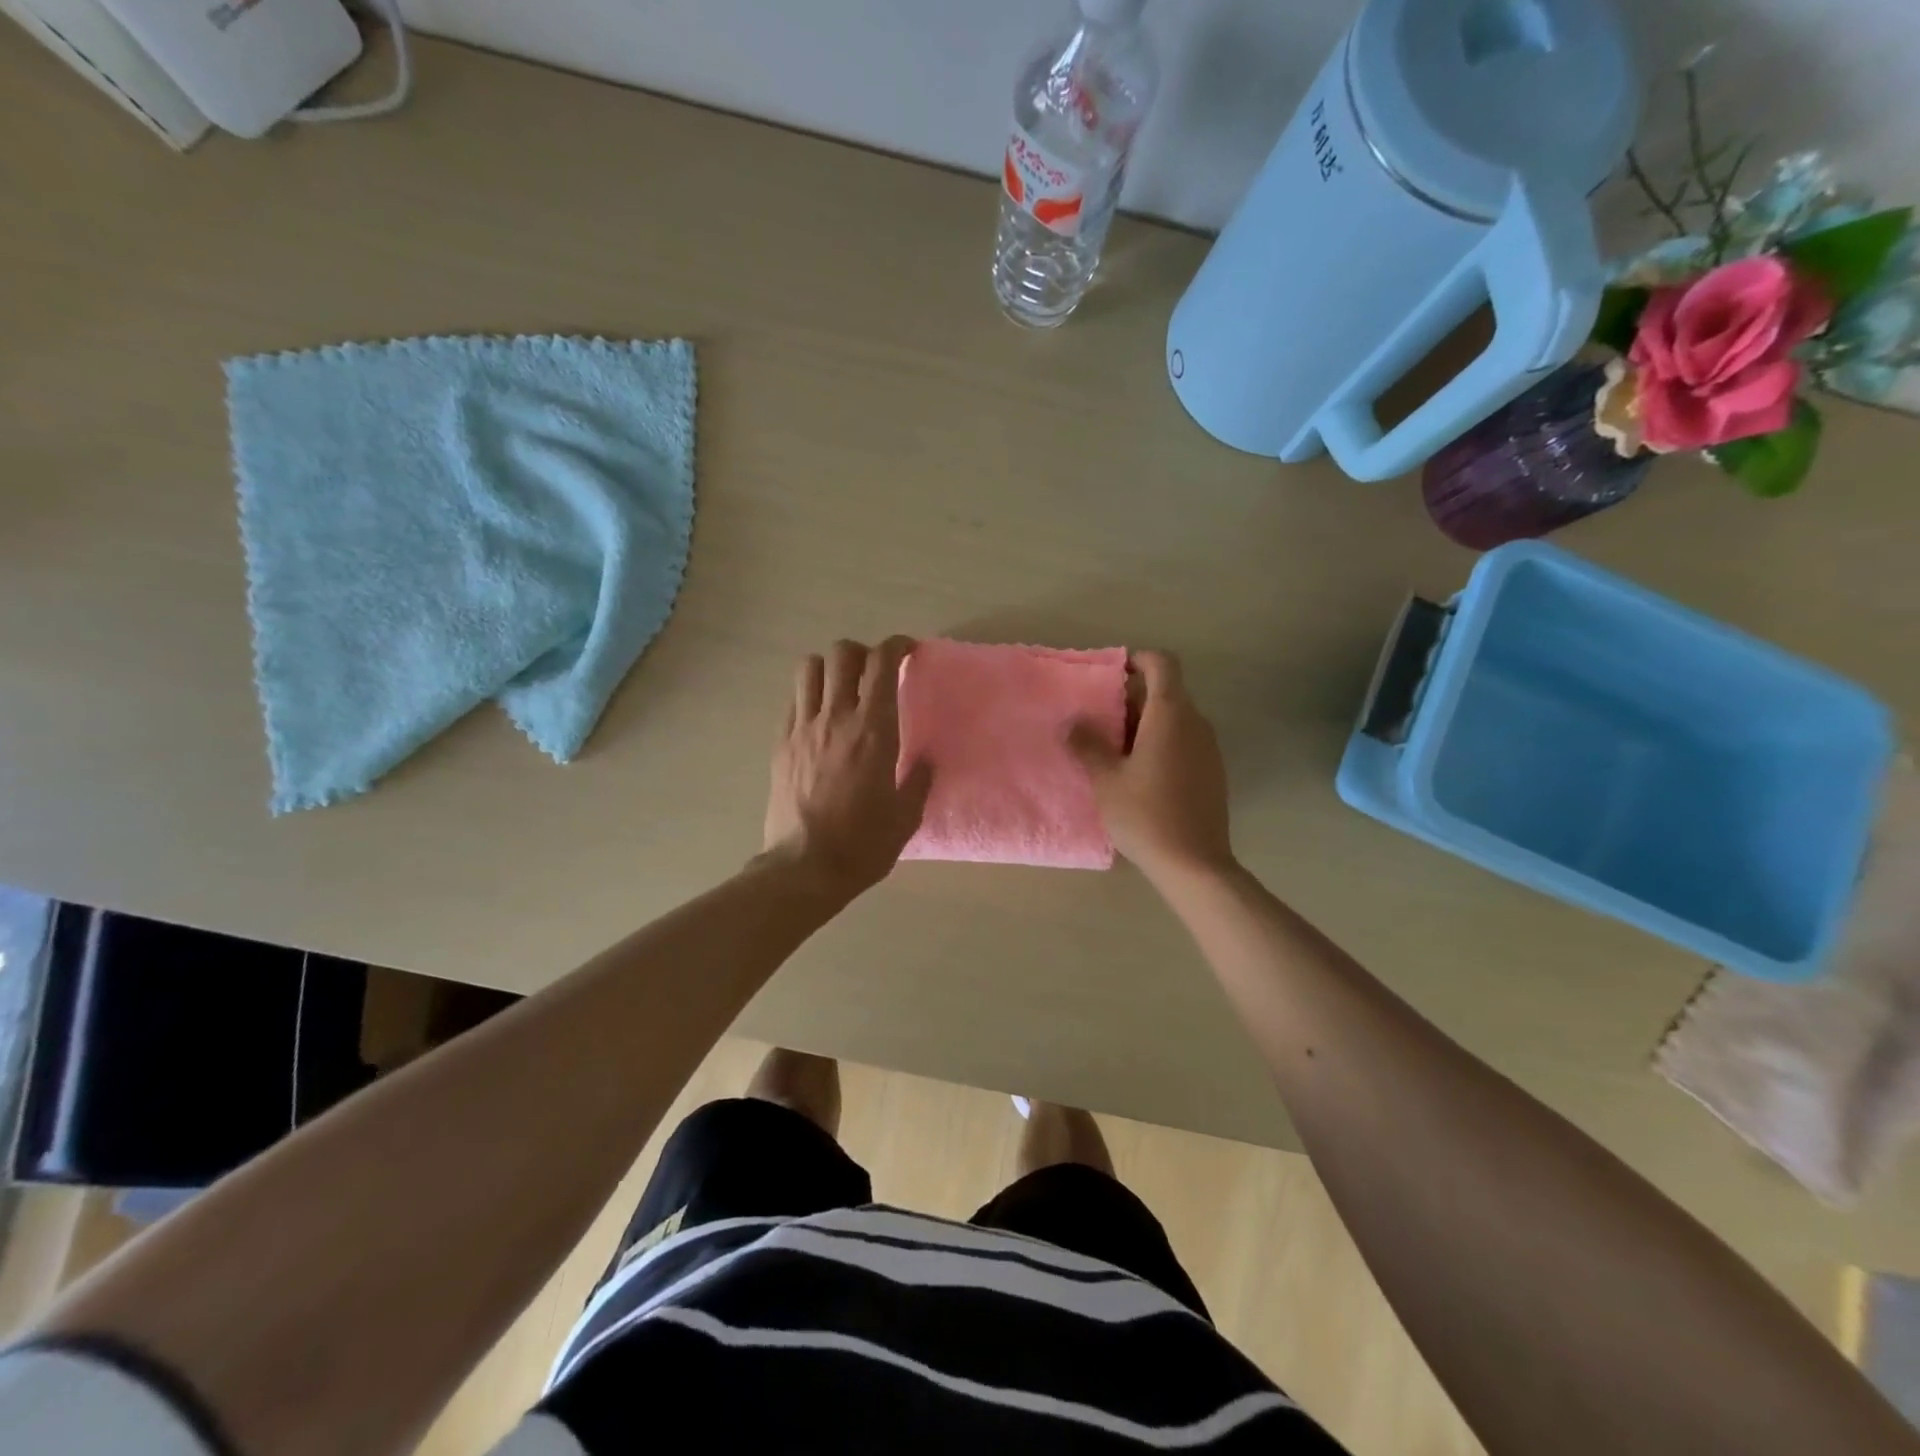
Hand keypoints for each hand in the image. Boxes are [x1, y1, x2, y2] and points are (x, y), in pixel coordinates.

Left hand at [764, 637, 932, 897]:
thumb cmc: (863, 844)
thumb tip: (926, 759)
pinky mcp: (780, 744)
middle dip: (862, 652)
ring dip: (830, 668)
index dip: (896, 645)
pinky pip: (794, 700)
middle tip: (875, 672)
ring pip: (809, 668)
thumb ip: (919, 779)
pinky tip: (821, 718)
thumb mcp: (906, 816)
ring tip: (842, 689)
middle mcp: (836, 718)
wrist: (804, 868)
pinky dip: (809, 695)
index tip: (908, 650)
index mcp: (873, 730)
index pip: (882, 664)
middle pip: (842, 654)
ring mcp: (802, 728)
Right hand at [1071, 650, 1235, 885]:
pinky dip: (1161, 744)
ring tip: (1114, 750)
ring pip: (1175, 719)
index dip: (1138, 659)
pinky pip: (1184, 742)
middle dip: (1133, 698)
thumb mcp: (1105, 779)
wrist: (1194, 863)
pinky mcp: (1212, 772)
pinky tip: (1139, 775)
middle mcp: (1195, 723)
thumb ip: (1088, 744)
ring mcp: (1208, 749)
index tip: (1112, 675)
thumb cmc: (1145, 814)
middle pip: (1167, 692)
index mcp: (1170, 715)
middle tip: (1100, 720)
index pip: (1163, 664)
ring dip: (1145, 724)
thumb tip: (1074, 723)